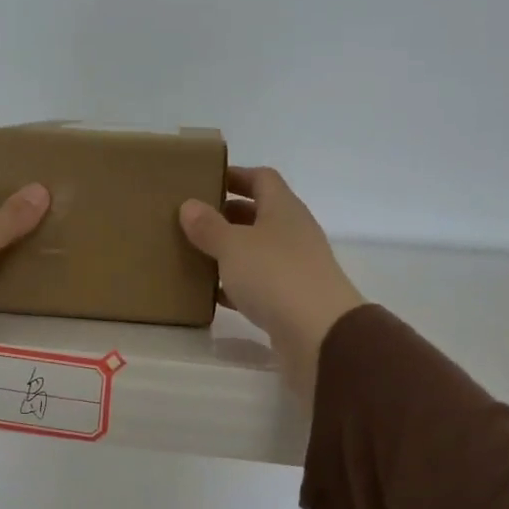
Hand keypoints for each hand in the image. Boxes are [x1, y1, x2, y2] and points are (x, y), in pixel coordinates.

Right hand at [180, 166, 365, 397]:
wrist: (319, 333)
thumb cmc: (275, 276)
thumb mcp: (233, 246)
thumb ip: (209, 226)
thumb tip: (189, 205)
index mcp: (283, 209)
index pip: (261, 179)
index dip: (235, 176)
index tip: (205, 180)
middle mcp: (293, 233)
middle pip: (259, 214)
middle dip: (227, 214)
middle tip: (192, 220)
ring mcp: (295, 267)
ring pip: (257, 251)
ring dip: (230, 251)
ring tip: (195, 254)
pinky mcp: (291, 300)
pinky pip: (258, 284)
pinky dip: (236, 285)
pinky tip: (212, 293)